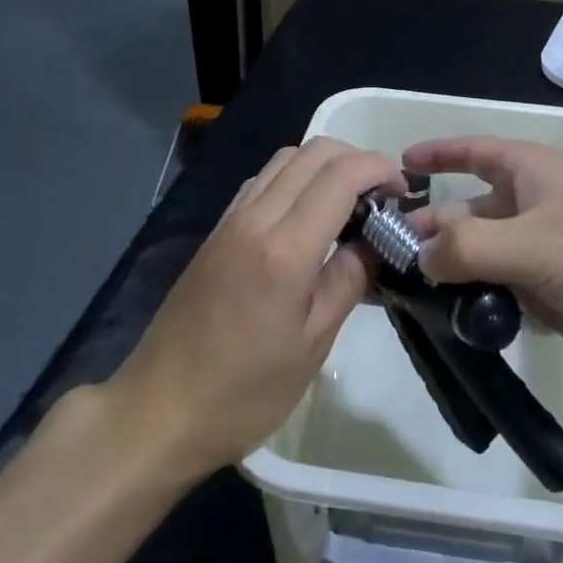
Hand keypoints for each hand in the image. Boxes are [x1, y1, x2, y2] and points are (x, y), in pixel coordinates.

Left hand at [108, 137, 404, 478]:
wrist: (157, 411)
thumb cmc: (243, 392)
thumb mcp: (312, 345)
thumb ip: (348, 281)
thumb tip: (372, 242)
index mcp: (285, 248)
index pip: (341, 174)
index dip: (380, 169)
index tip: (404, 193)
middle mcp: (255, 218)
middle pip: (313, 152)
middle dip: (357, 159)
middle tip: (382, 197)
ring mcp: (230, 220)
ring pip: (285, 159)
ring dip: (324, 165)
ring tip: (350, 204)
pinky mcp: (216, 232)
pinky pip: (262, 181)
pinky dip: (295, 179)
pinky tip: (307, 217)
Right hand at [404, 135, 562, 383]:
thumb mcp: (531, 242)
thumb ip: (465, 248)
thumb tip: (415, 259)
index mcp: (528, 173)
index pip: (471, 151)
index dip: (435, 155)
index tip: (393, 169)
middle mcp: (528, 207)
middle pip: (464, 211)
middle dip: (425, 229)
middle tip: (376, 258)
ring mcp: (538, 254)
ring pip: (477, 256)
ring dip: (444, 271)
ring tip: (397, 295)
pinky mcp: (548, 295)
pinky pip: (496, 292)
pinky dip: (470, 302)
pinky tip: (442, 321)